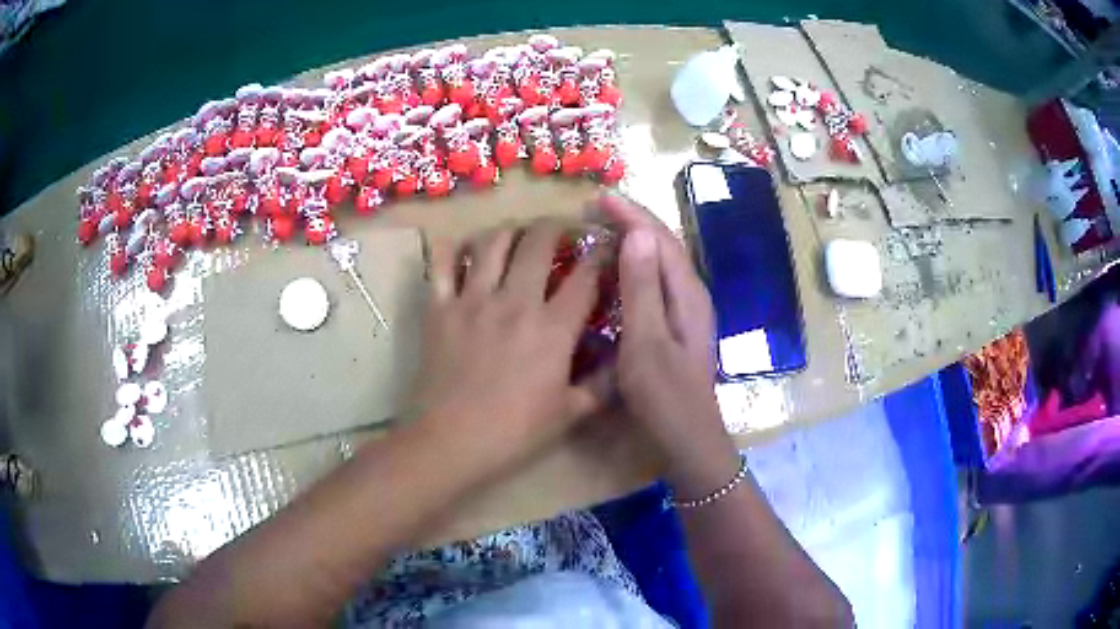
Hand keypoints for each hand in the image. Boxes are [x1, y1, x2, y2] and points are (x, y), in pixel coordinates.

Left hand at [409, 221, 605, 476]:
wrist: (451, 442)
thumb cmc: (514, 432)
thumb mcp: (569, 414)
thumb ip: (600, 385)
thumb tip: (622, 363)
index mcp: (553, 327)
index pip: (586, 276)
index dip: (601, 254)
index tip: (605, 246)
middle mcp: (515, 301)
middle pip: (538, 242)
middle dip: (555, 227)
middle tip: (559, 230)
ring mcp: (473, 299)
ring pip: (492, 242)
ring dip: (509, 231)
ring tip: (516, 235)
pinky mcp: (439, 307)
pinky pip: (441, 262)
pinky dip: (451, 247)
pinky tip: (462, 247)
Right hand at [597, 194, 739, 496]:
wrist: (689, 439)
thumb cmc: (666, 396)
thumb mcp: (647, 343)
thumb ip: (642, 289)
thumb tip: (637, 234)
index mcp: (687, 293)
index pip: (659, 239)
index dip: (631, 214)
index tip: (599, 196)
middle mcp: (691, 295)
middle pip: (662, 246)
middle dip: (631, 221)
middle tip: (594, 209)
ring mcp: (686, 311)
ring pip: (659, 263)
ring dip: (632, 241)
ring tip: (601, 230)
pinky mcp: (677, 326)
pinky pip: (655, 283)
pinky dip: (634, 268)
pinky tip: (615, 273)